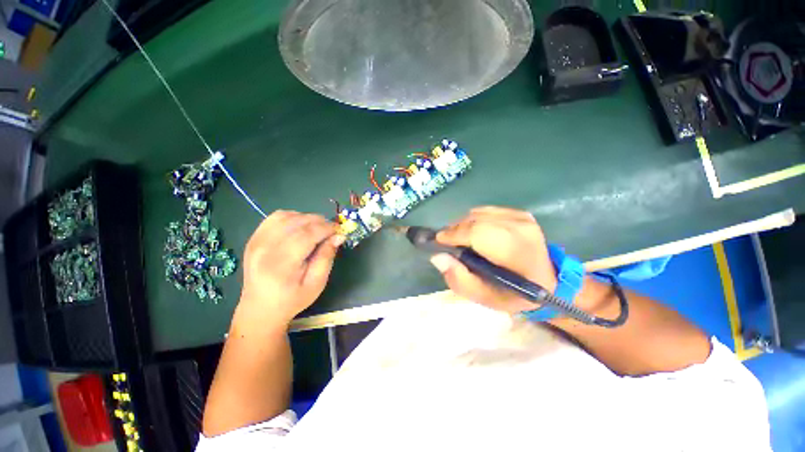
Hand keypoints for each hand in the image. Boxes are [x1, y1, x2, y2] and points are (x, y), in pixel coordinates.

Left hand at [238, 210, 344, 325]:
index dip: (326, 228)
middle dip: (320, 222)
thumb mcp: (316, 283)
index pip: (306, 235)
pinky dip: (293, 217)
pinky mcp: (254, 238)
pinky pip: (276, 217)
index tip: (339, 230)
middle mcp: (265, 248)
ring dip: (307, 218)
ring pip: (287, 216)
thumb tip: (339, 236)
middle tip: (331, 230)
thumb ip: (327, 257)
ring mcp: (256, 241)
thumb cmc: (292, 299)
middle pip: (297, 222)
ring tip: (317, 229)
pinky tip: (301, 227)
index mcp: (281, 264)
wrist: (260, 308)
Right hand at [433, 206, 556, 314]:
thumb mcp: (485, 298)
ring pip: (477, 214)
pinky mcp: (519, 212)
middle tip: (447, 243)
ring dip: (463, 225)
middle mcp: (520, 228)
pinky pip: (485, 211)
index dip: (453, 235)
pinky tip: (475, 234)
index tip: (438, 242)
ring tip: (461, 240)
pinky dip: (474, 221)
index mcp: (515, 252)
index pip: (476, 233)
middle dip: (455, 230)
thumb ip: (459, 279)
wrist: (550, 282)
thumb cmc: (515, 294)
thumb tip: (438, 256)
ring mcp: (521, 217)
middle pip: (474, 220)